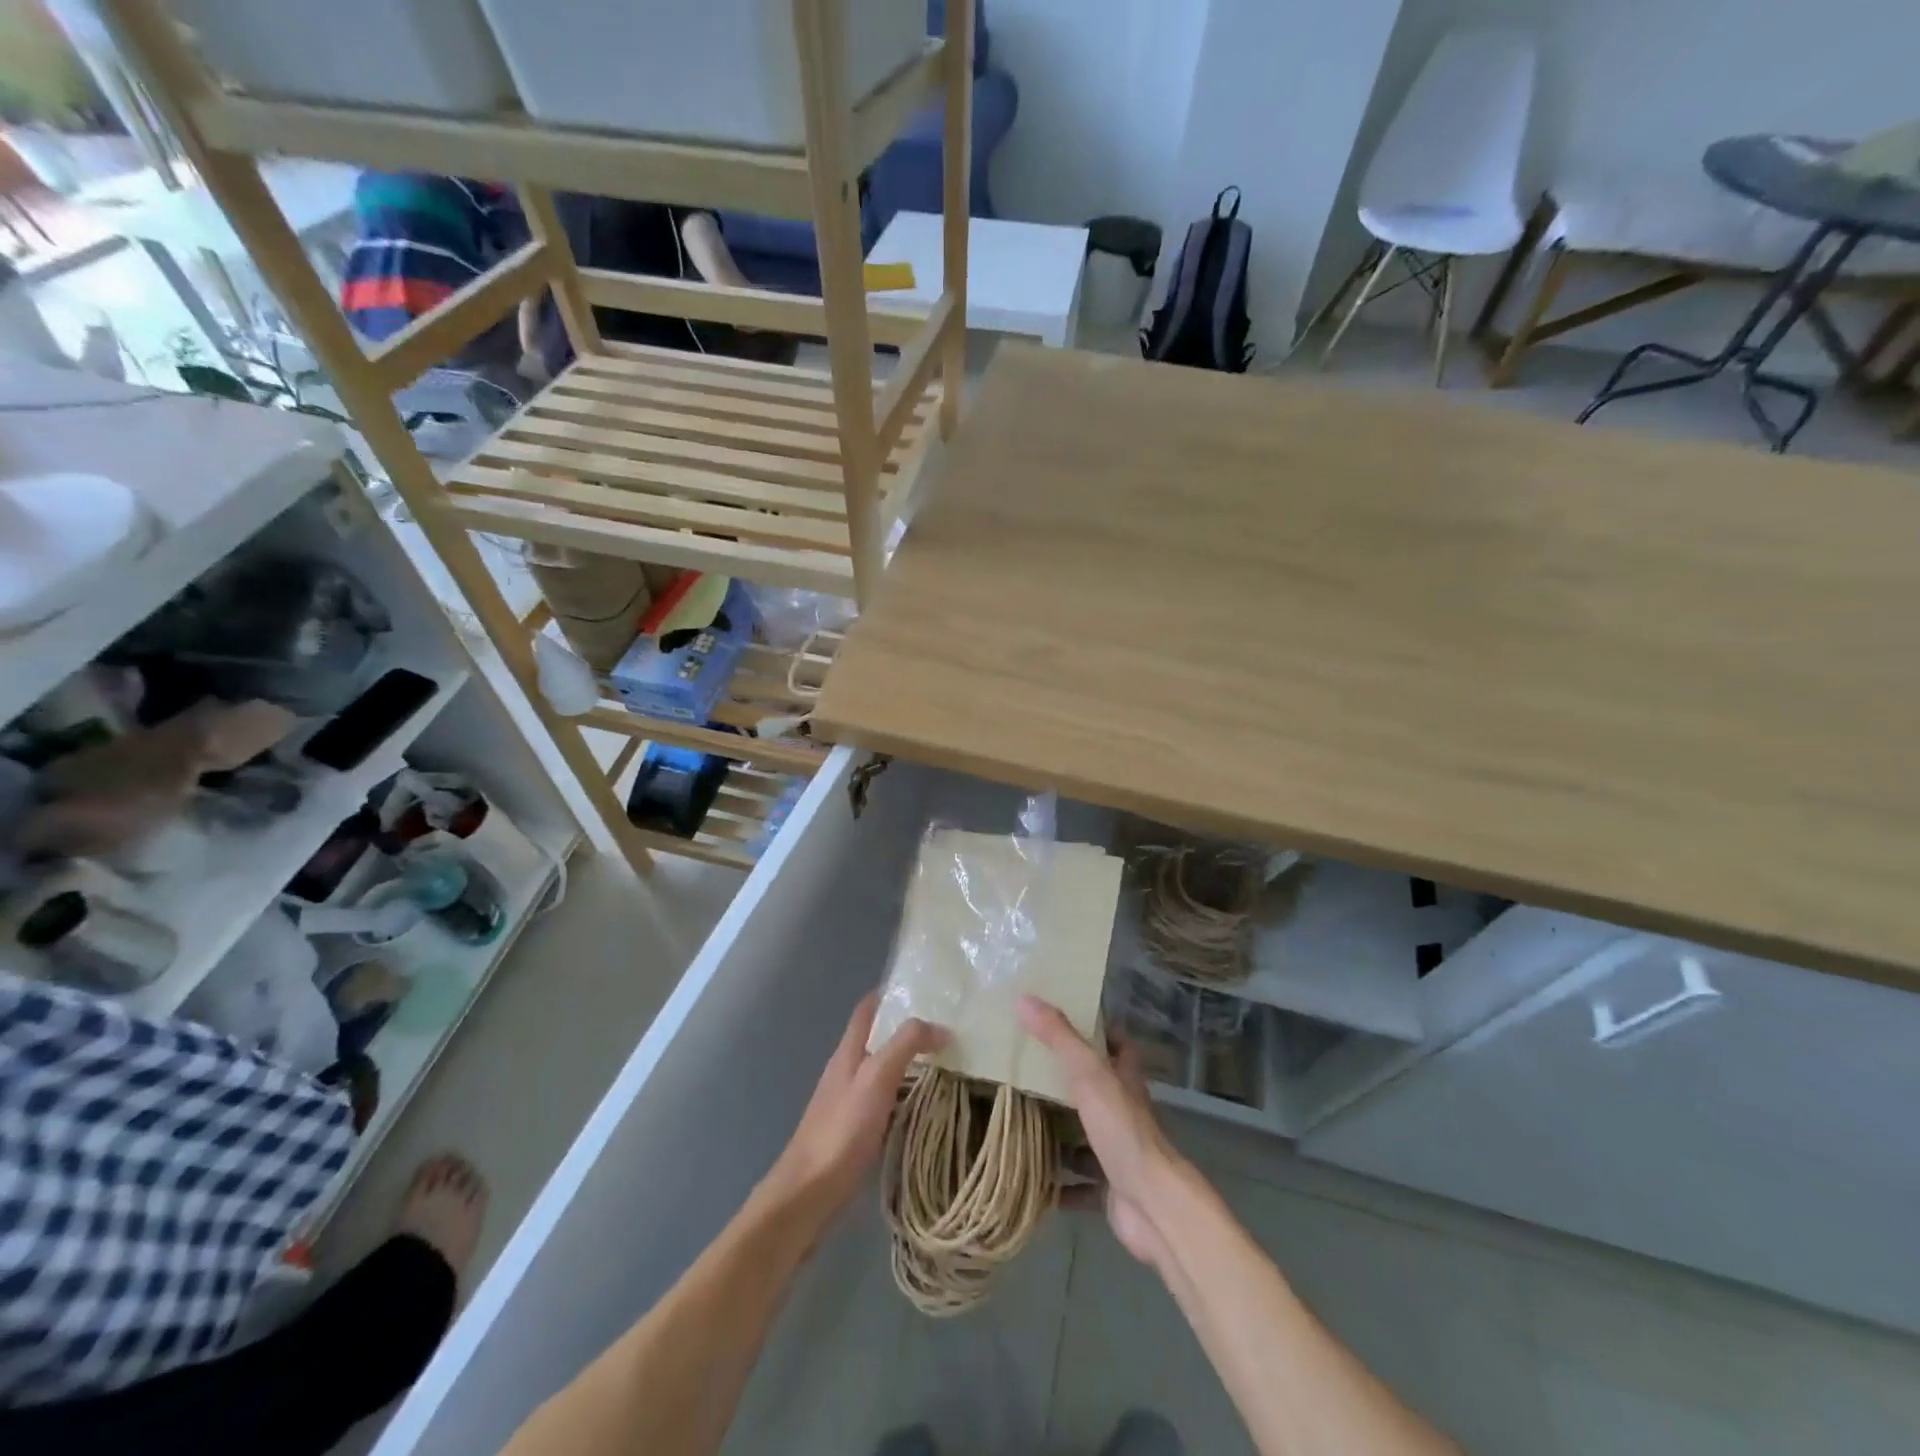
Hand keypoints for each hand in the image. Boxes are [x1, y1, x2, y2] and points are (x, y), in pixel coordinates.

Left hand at [763, 991, 943, 1218]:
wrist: (807, 1195)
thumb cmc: (841, 1130)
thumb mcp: (877, 1078)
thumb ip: (906, 1045)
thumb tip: (940, 1026)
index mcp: (848, 1052)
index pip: (867, 1009)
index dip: (889, 993)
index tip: (923, 987)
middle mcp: (846, 1071)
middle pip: (876, 1038)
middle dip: (906, 1028)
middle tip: (946, 1026)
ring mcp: (848, 1102)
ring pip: (882, 1070)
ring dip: (908, 1062)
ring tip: (945, 1061)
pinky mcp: (854, 1132)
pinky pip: (884, 1100)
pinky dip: (904, 1094)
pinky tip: (924, 1105)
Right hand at [1019, 995, 1182, 1270]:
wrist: (1153, 1206)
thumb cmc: (1124, 1130)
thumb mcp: (1088, 1073)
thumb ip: (1059, 1037)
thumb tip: (1024, 998)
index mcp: (1124, 1079)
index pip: (1118, 1045)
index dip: (1098, 1031)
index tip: (1063, 1021)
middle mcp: (1124, 1111)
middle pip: (1096, 1088)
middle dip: (1066, 1081)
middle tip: (1026, 1069)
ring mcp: (1118, 1151)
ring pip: (1085, 1135)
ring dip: (1059, 1132)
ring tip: (1019, 1119)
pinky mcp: (1109, 1188)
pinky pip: (1079, 1183)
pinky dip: (1058, 1184)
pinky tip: (1032, 1180)